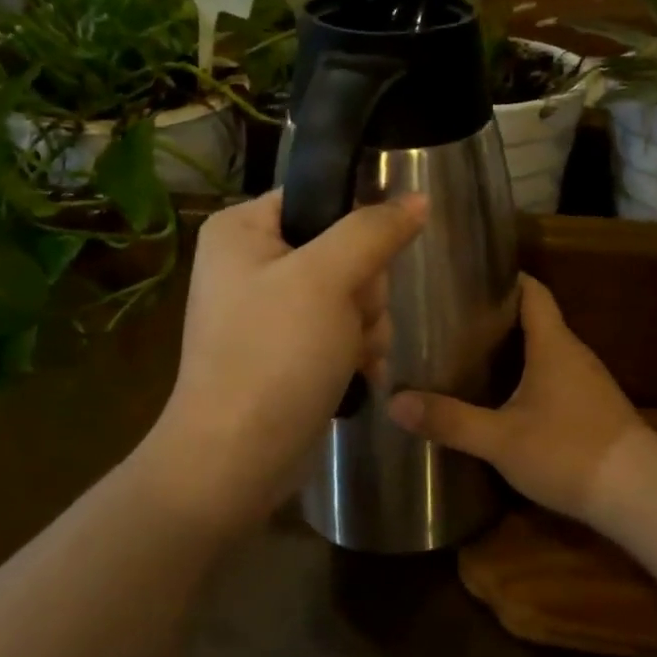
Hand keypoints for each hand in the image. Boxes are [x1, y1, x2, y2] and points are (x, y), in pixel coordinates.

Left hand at [147, 189, 426, 531]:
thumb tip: (419, 198)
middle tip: (353, 318)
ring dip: (366, 324)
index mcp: (242, 229)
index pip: (320, 198)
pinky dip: (355, 349)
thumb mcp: (327, 279)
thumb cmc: (274, 355)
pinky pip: (341, 328)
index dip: (356, 228)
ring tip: (351, 354)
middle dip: (364, 290)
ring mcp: (269, 310)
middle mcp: (251, 262)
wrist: (237, 459)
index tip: (370, 263)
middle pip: (343, 248)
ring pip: (352, 292)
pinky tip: (356, 373)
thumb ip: (374, 231)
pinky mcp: (286, 349)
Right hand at [387, 276, 647, 522]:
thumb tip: (393, 402)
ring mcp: (588, 382)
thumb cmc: (569, 452)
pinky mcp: (593, 408)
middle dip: (496, 316)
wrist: (639, 494)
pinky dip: (528, 375)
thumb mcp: (501, 439)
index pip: (533, 291)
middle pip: (535, 319)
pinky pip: (555, 377)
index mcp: (554, 344)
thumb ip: (450, 420)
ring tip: (468, 354)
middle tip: (451, 320)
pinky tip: (504, 397)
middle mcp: (574, 354)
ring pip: (545, 351)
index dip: (504, 279)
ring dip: (513, 349)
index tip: (467, 279)